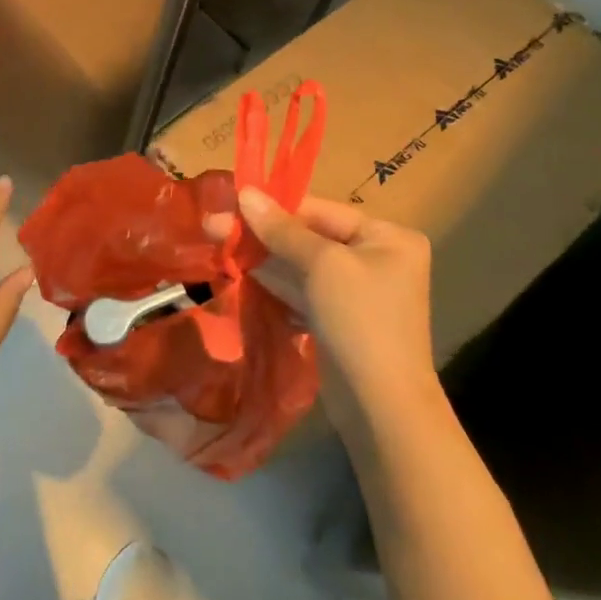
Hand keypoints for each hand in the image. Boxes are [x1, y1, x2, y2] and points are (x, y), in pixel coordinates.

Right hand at [208, 188, 437, 423]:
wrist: (380, 406)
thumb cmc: (359, 320)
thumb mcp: (321, 265)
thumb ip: (281, 228)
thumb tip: (245, 193)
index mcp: (387, 237)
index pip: (321, 210)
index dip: (275, 206)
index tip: (232, 201)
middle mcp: (376, 258)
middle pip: (309, 236)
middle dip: (262, 233)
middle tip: (213, 225)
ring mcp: (356, 291)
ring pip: (301, 264)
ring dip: (262, 257)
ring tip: (217, 244)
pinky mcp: (337, 318)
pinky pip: (302, 290)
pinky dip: (274, 283)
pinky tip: (239, 272)